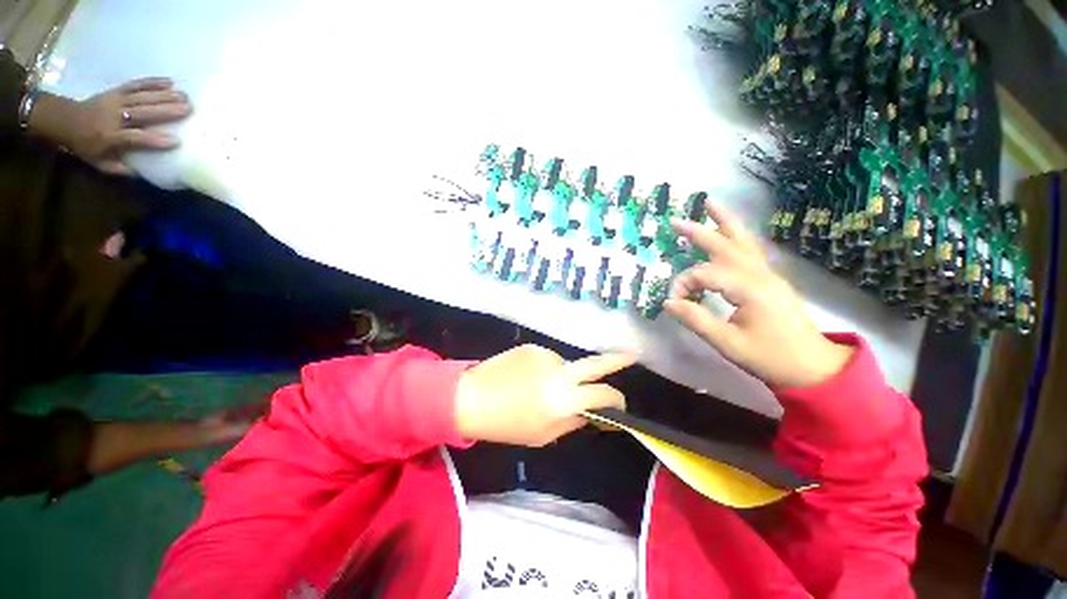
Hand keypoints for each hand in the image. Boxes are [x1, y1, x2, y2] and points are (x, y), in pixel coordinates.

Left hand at [31, 77, 190, 174]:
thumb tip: (141, 173)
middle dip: (166, 109)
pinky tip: (169, 82)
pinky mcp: (116, 91)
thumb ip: (119, 169)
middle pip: (143, 112)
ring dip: (164, 95)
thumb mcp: (99, 163)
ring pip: (143, 97)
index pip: (136, 138)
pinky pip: (136, 85)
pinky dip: (152, 82)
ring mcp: (116, 101)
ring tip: (185, 96)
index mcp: (111, 137)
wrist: (66, 120)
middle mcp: (115, 117)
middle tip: (188, 108)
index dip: (155, 140)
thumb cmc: (86, 145)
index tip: (176, 141)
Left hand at [454, 345, 635, 446]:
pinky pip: (547, 360)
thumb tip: (591, 412)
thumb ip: (573, 421)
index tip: (619, 404)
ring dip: (561, 376)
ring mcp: (546, 355)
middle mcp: (560, 371)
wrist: (473, 396)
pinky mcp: (533, 346)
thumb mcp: (544, 435)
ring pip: (565, 366)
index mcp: (564, 399)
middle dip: (618, 360)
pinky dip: (543, 369)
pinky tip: (525, 377)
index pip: (603, 395)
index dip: (616, 401)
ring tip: (536, 387)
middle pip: (596, 363)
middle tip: (633, 355)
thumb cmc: (508, 424)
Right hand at [665, 203, 853, 388]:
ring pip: (743, 242)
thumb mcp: (727, 343)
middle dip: (700, 232)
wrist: (812, 367)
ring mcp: (768, 275)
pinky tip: (728, 233)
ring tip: (710, 205)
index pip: (705, 274)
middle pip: (726, 246)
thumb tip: (668, 302)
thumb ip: (696, 319)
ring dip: (724, 223)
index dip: (684, 284)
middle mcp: (760, 275)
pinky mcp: (770, 281)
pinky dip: (736, 237)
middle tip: (676, 221)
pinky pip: (750, 252)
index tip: (675, 302)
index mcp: (749, 289)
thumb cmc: (770, 357)